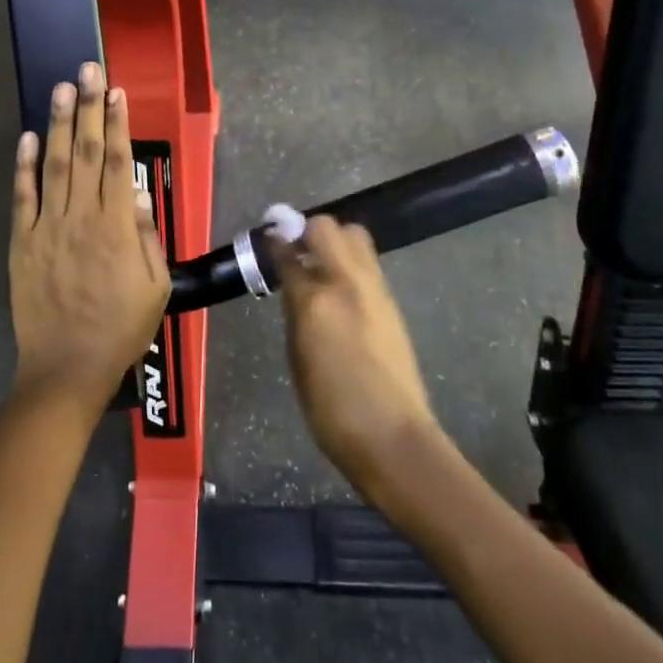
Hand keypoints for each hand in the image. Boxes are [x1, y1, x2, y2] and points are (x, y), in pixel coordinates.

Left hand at [9, 62, 171, 417]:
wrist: (68, 367)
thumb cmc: (121, 328)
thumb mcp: (155, 286)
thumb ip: (148, 236)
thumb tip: (137, 193)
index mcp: (117, 226)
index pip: (117, 161)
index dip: (117, 123)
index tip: (115, 91)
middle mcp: (81, 216)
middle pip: (86, 152)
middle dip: (88, 107)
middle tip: (88, 70)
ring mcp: (47, 227)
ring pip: (55, 165)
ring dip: (59, 125)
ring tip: (61, 88)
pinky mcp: (23, 242)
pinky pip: (23, 198)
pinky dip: (24, 167)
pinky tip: (28, 137)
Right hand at [273, 217, 441, 500]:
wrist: (391, 435)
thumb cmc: (331, 408)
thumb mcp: (298, 357)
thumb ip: (295, 310)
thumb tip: (293, 282)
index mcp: (316, 300)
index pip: (290, 252)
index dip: (277, 241)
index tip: (269, 237)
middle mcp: (348, 282)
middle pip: (328, 227)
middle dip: (308, 230)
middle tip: (296, 251)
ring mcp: (376, 289)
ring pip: (355, 238)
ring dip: (334, 242)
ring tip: (319, 268)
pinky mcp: (392, 302)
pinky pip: (368, 264)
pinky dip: (350, 264)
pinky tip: (340, 291)